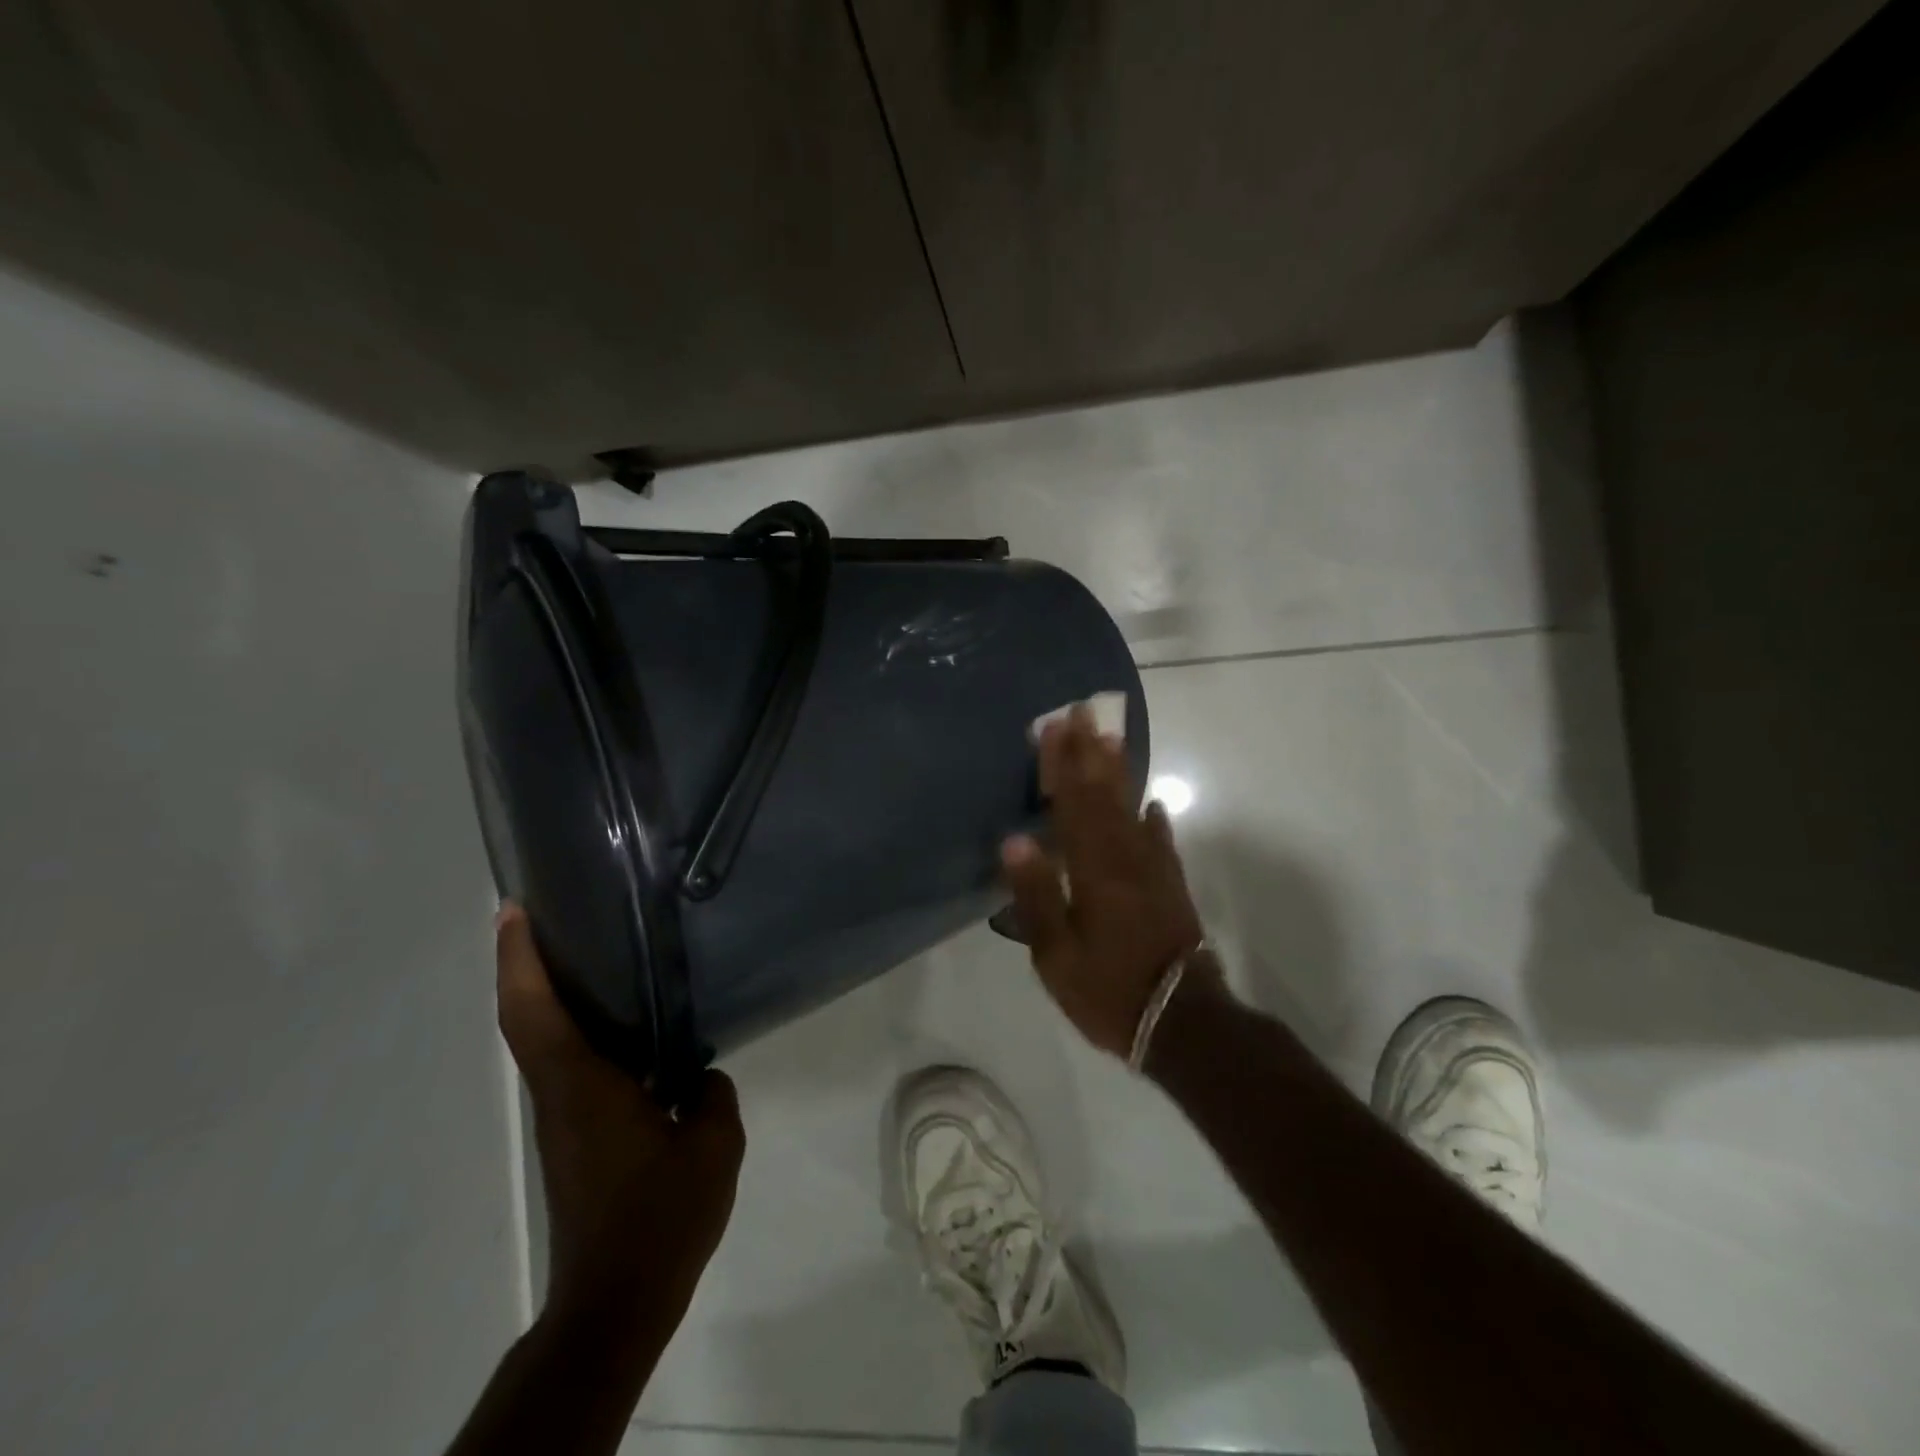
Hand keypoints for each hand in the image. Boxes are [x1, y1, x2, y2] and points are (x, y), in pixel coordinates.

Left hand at [495, 904, 744, 1343]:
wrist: (615, 1300)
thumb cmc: (658, 1217)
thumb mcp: (712, 1147)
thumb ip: (712, 1096)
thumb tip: (700, 1077)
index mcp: (583, 1086)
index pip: (532, 1012)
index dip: (517, 959)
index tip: (514, 912)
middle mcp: (561, 1095)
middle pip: (527, 1018)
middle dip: (527, 964)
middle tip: (553, 915)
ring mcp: (565, 1118)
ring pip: (545, 1041)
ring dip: (551, 995)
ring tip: (596, 954)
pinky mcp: (577, 1137)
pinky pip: (570, 1065)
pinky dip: (579, 1030)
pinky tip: (630, 1026)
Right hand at [1000, 705, 1208, 1056]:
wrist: (1182, 1021)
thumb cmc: (1109, 989)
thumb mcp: (1056, 954)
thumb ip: (1035, 895)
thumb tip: (1015, 839)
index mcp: (1093, 870)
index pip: (1072, 804)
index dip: (1062, 765)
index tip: (1054, 727)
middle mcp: (1125, 858)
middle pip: (1104, 795)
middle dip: (1090, 752)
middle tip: (1083, 711)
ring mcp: (1153, 870)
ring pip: (1132, 808)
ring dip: (1120, 771)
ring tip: (1111, 738)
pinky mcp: (1170, 886)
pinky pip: (1160, 841)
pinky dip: (1154, 819)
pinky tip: (1153, 803)